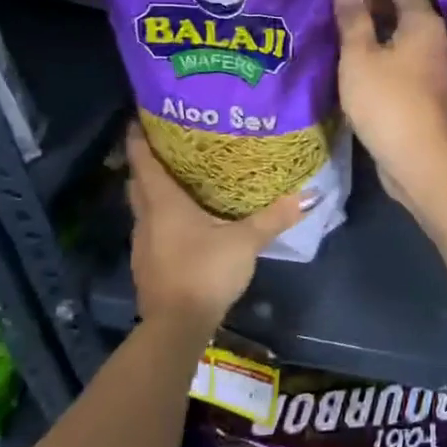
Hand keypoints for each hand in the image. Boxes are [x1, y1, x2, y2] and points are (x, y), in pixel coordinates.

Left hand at [126, 124, 308, 331]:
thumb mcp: (246, 242)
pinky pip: (149, 230)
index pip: (144, 163)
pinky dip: (158, 218)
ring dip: (152, 192)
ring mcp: (142, 245)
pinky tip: (180, 223)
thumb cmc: (206, 272)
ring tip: (176, 180)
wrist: (176, 326)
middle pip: (138, 183)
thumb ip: (274, 218)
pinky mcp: (146, 266)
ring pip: (142, 208)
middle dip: (144, 162)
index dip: (138, 140)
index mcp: (164, 204)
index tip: (138, 119)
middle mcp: (146, 219)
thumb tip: (308, 195)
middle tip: (164, 145)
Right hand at [333, 0, 446, 201]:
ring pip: (404, 37)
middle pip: (405, 11)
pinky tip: (358, 62)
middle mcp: (436, 39)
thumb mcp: (360, 56)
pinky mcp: (427, 91)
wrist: (418, 158)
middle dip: (374, 4)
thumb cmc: (386, 100)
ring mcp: (434, 67)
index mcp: (424, 23)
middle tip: (338, 2)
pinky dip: (383, 53)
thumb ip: (352, 19)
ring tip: (342, 29)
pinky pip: (404, 60)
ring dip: (377, 31)